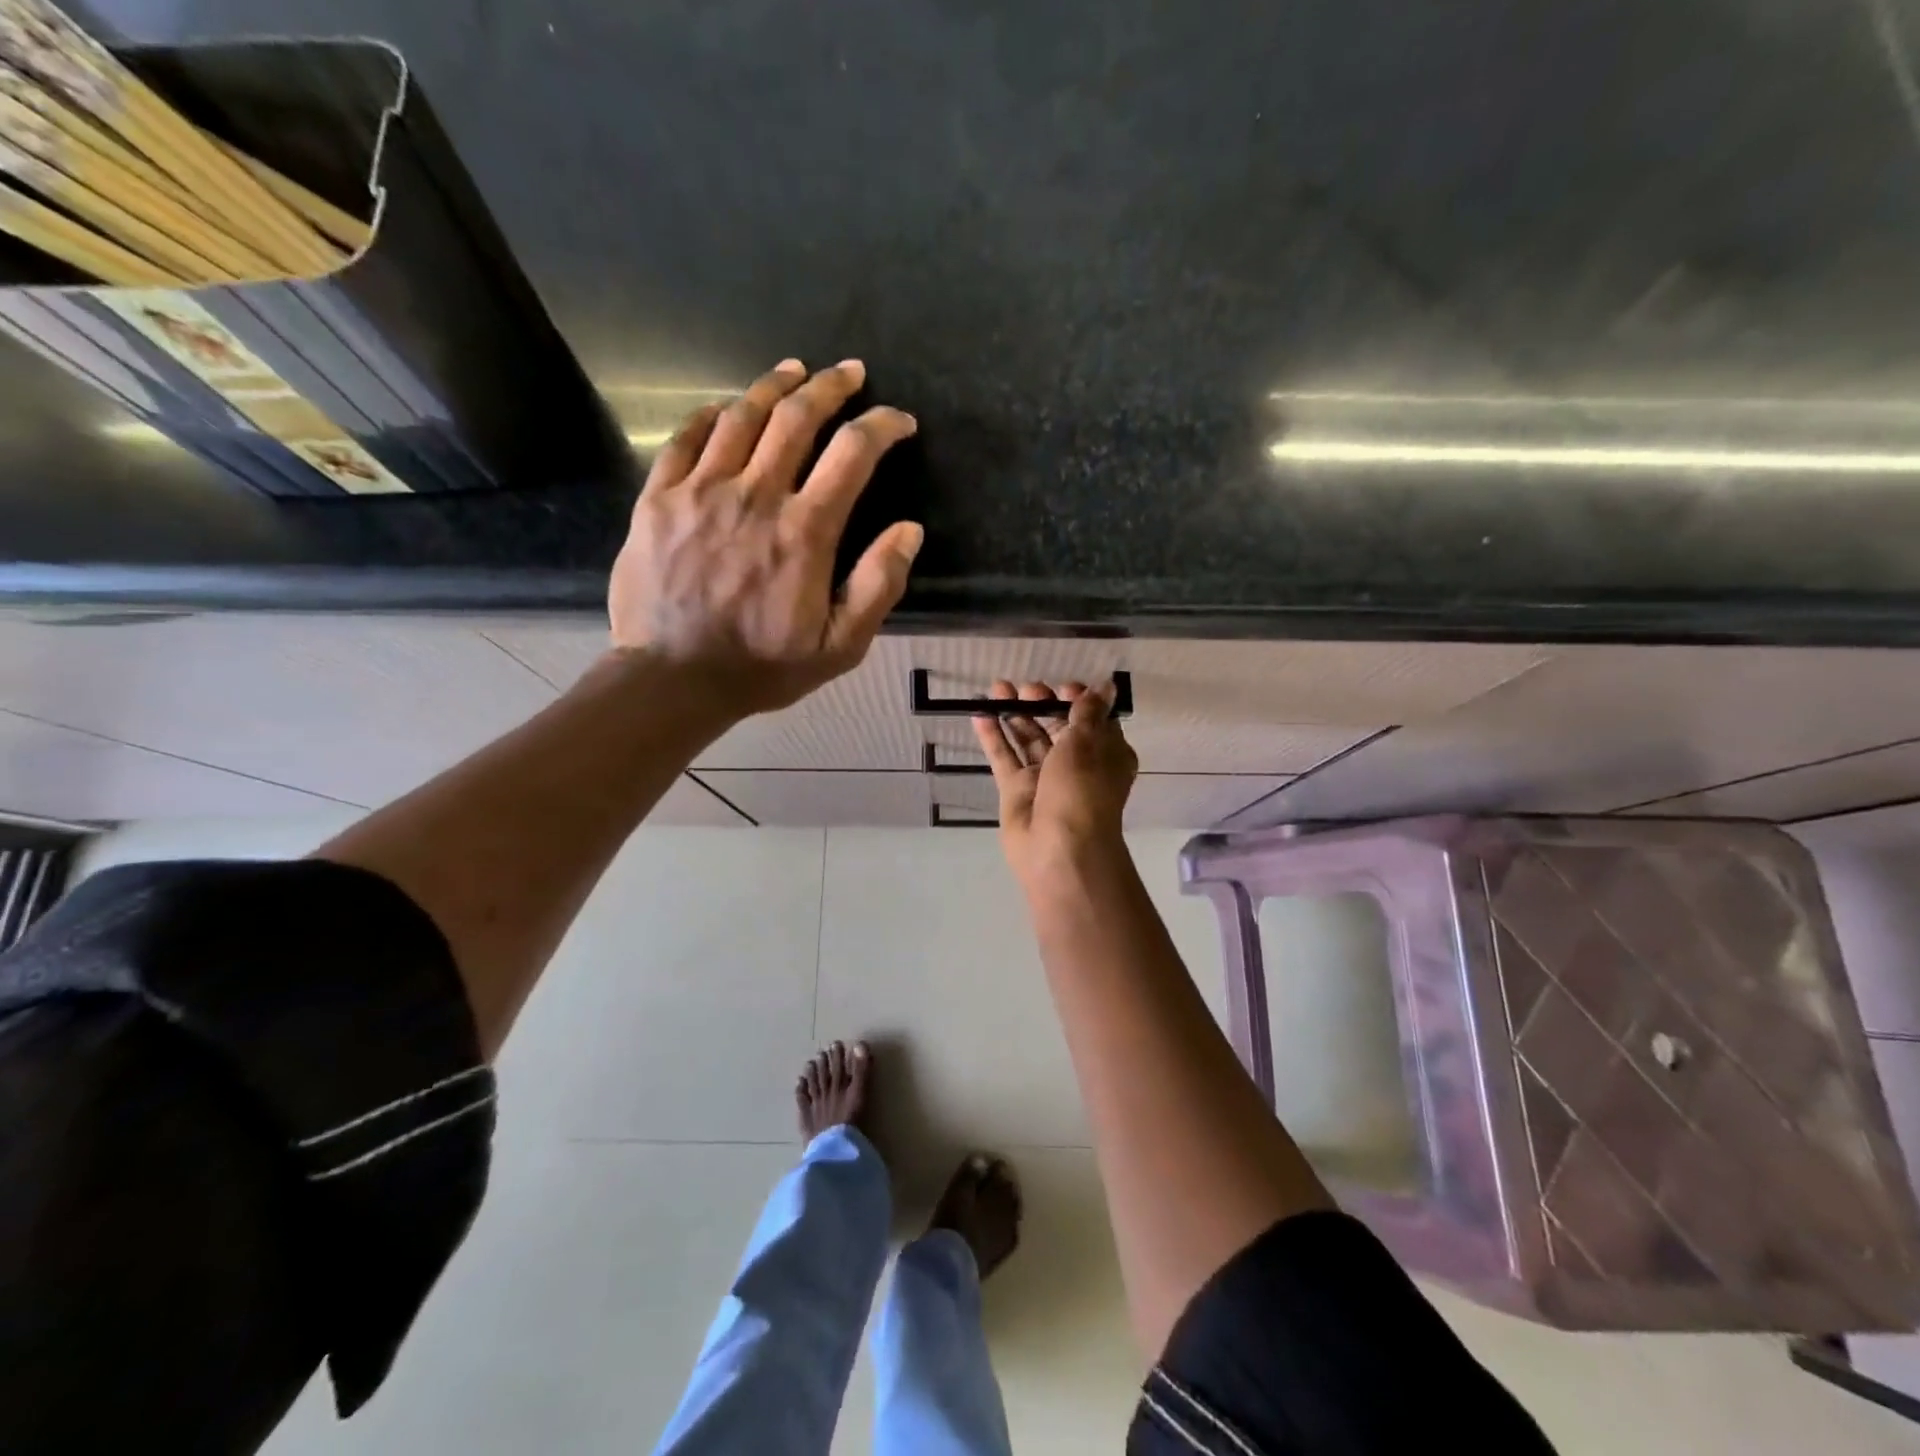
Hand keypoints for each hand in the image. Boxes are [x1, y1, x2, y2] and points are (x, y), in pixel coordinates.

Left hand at [608, 358, 923, 718]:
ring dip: (775, 386)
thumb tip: (909, 530)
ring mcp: (700, 492)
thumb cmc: (762, 666)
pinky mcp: (658, 499)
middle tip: (850, 373)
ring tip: (796, 371)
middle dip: (831, 387)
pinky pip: (686, 438)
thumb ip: (878, 586)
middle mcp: (755, 496)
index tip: (899, 421)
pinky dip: (712, 414)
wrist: (673, 680)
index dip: (883, 427)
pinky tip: (727, 407)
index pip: (853, 454)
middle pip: (797, 418)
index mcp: (804, 532)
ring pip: (742, 417)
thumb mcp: (840, 646)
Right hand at [972, 680, 1137, 882]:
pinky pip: (1004, 757)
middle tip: (1026, 688)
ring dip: (1014, 713)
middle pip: (1056, 726)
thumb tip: (1106, 685)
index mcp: (1105, 754)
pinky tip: (978, 713)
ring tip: (997, 689)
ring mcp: (1044, 778)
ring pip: (1027, 739)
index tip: (1063, 688)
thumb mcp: (1088, 742)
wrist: (1060, 849)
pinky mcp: (1016, 790)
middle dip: (1041, 704)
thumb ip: (1088, 711)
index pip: (1092, 720)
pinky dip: (993, 737)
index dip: (1078, 701)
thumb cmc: (1082, 790)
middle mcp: (1076, 764)